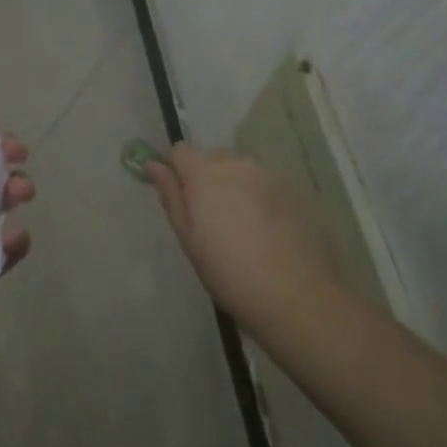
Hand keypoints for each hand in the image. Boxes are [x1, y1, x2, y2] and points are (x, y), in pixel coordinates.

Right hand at [144, 145, 334, 338]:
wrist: (293, 294)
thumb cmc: (227, 270)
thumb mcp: (187, 236)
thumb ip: (170, 194)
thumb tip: (152, 164)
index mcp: (204, 171)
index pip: (179, 151)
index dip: (175, 171)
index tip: (181, 200)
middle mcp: (236, 163)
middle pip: (211, 158)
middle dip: (205, 179)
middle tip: (209, 220)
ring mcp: (268, 175)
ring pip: (239, 171)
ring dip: (233, 188)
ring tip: (240, 228)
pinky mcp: (292, 191)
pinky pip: (263, 185)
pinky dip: (258, 199)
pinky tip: (265, 232)